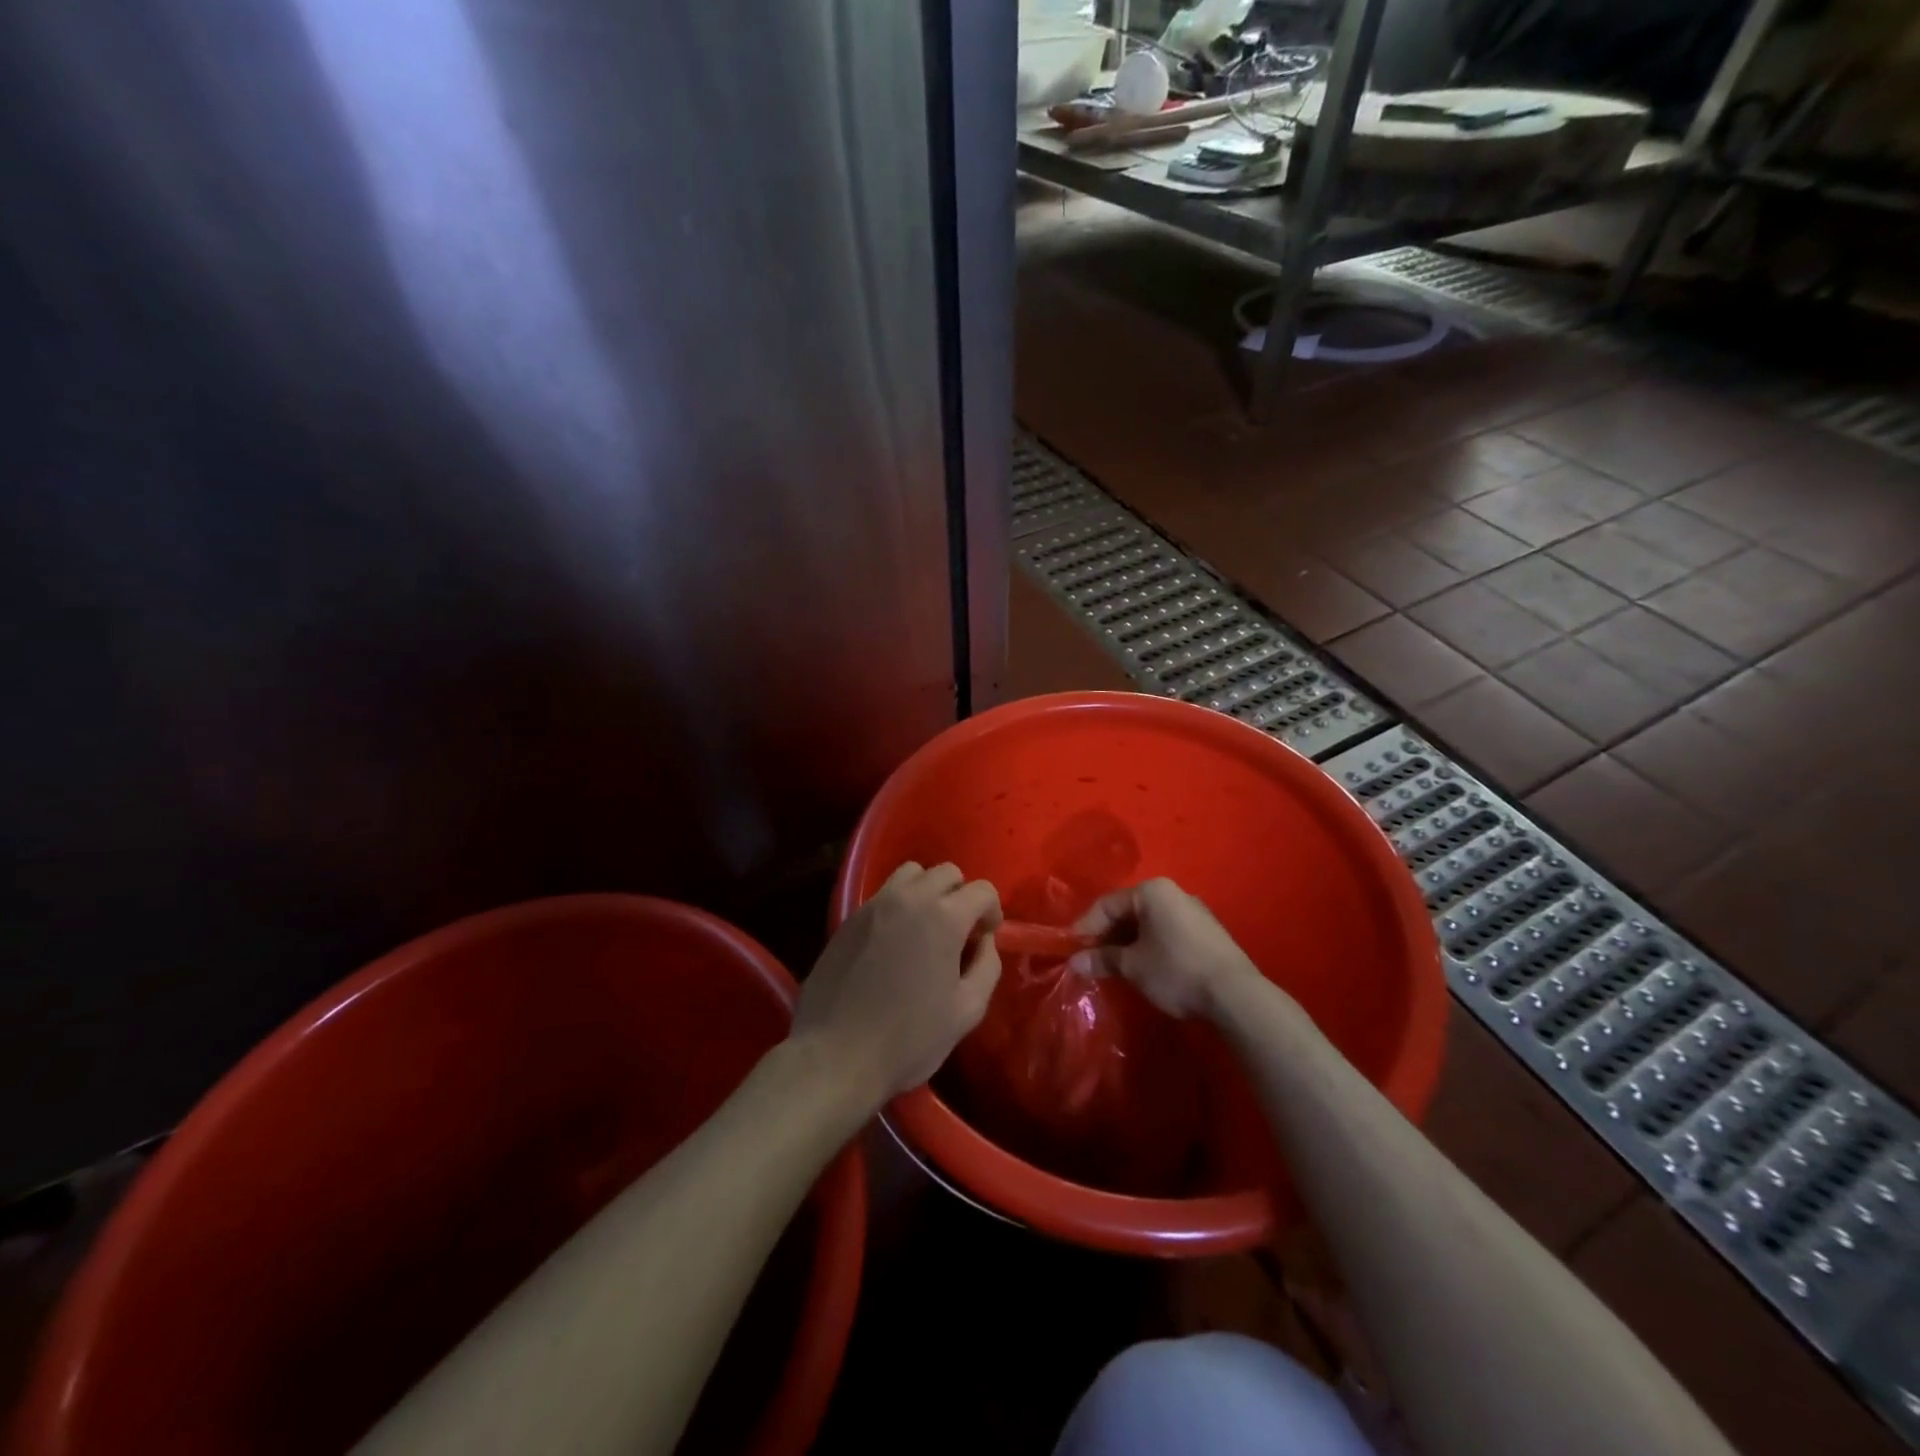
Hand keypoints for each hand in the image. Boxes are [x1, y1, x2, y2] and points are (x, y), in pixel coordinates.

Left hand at [792, 862, 1002, 1107]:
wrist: (836, 1054)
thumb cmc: (909, 1038)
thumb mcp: (967, 1010)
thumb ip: (987, 966)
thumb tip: (985, 942)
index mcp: (944, 917)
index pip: (982, 890)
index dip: (992, 911)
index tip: (985, 938)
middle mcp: (909, 898)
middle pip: (946, 872)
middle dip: (960, 896)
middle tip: (958, 932)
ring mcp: (874, 905)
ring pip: (911, 874)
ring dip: (927, 891)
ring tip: (925, 928)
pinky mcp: (848, 918)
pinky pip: (883, 894)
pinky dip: (898, 905)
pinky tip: (894, 942)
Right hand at [1067, 878, 1261, 1019]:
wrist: (1236, 995)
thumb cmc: (1176, 970)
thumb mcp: (1132, 966)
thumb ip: (1102, 959)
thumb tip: (1075, 962)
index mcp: (1152, 891)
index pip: (1107, 904)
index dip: (1085, 927)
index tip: (1071, 949)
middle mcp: (1174, 893)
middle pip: (1128, 911)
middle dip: (1107, 935)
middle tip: (1090, 959)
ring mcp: (1194, 911)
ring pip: (1148, 923)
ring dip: (1128, 943)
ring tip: (1113, 966)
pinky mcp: (1207, 933)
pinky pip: (1166, 932)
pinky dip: (1149, 946)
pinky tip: (1143, 968)